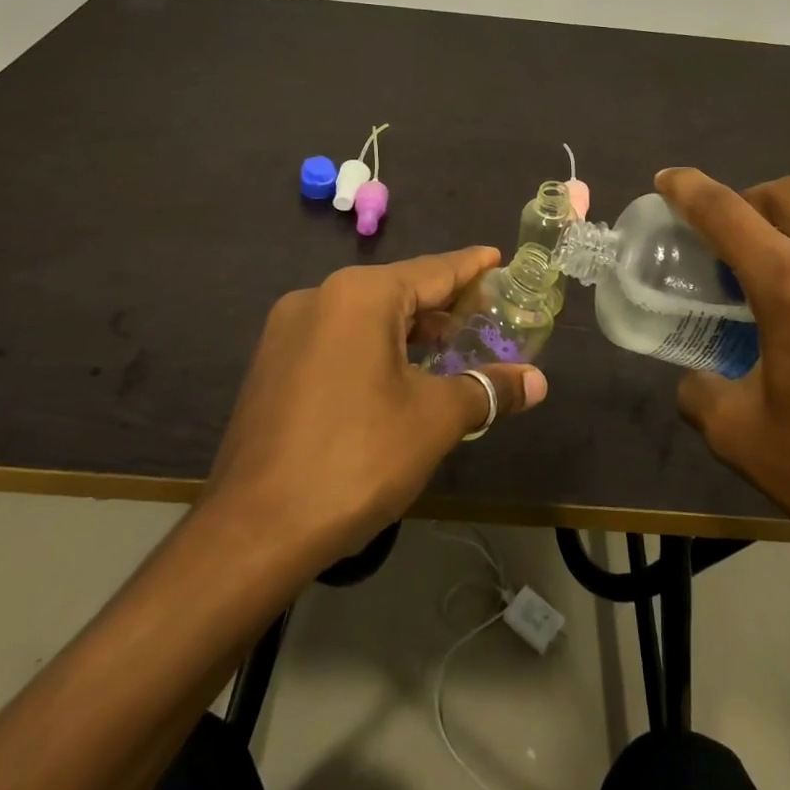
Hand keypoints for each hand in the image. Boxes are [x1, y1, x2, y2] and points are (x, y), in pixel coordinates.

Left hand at [201, 248, 548, 570]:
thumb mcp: (434, 420)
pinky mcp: (271, 364)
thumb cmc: (356, 459)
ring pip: (364, 317)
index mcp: (360, 295)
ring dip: (407, 330)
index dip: (470, 267)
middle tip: (482, 314)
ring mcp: (288, 331)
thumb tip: (537, 383)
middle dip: (441, 305)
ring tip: (447, 347)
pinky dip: (373, 347)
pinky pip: (336, 339)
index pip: (432, 270)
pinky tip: (395, 376)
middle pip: (397, 291)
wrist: (252, 532)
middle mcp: (319, 297)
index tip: (495, 257)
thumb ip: (487, 390)